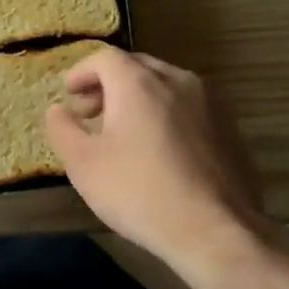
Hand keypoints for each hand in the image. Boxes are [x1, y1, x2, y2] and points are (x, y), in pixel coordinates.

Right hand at [45, 47, 273, 279]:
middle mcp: (178, 81)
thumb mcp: (82, 163)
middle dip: (109, 83)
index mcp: (139, 83)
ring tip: (124, 131)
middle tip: (91, 111)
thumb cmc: (138, 191)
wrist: (214, 230)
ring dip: (139, 98)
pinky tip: (159, 150)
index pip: (105, 58)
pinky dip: (166, 115)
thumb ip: (63, 129)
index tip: (69, 94)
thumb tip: (58, 110)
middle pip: (138, 66)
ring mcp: (211, 104)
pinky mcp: (230, 129)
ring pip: (167, 85)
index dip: (81, 72)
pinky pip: (189, 108)